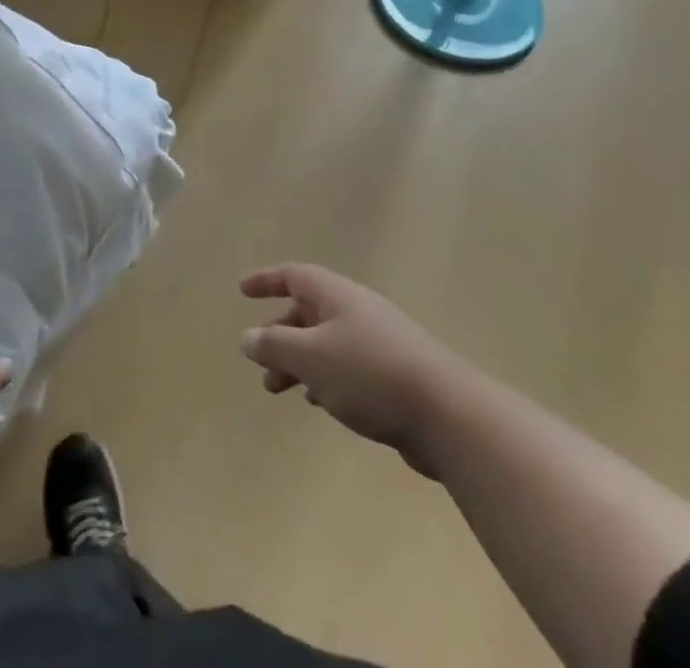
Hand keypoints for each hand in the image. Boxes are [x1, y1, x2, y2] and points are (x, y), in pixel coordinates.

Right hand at [240, 263, 450, 479]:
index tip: (242, 291)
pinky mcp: (393, 373)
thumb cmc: (369, 374)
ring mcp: (378, 341)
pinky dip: (324, 377)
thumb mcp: (311, 357)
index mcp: (337, 295)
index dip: (266, 280)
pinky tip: (320, 402)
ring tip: (280, 390)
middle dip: (279, 333)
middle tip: (261, 362)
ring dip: (299, 361)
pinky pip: (346, 365)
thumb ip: (274, 346)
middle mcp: (356, 310)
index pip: (294, 275)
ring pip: (326, 342)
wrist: (446, 413)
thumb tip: (247, 337)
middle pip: (308, 310)